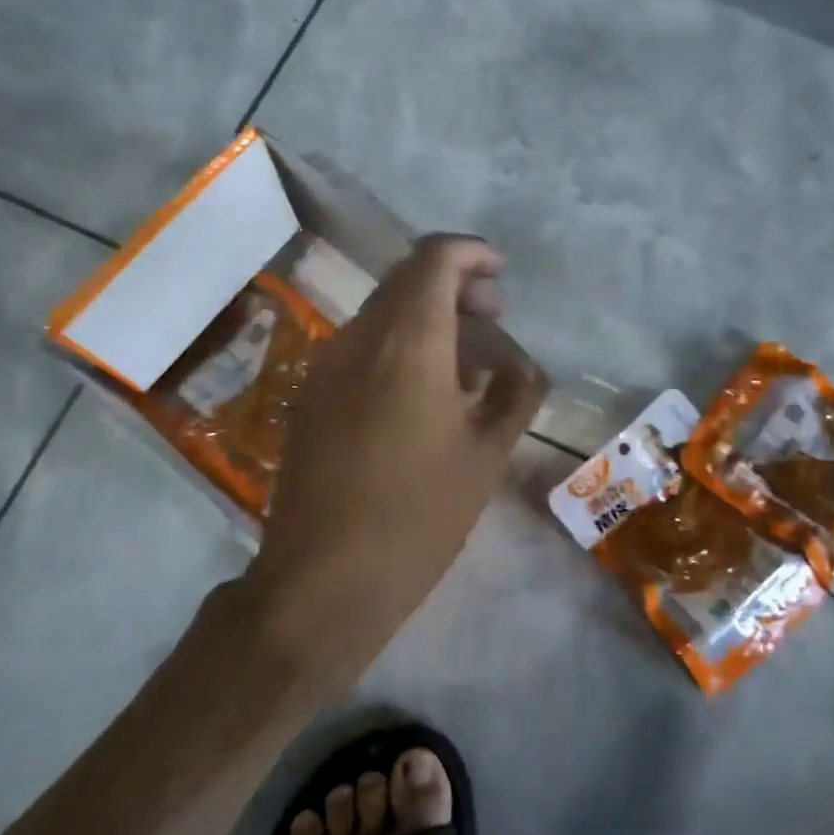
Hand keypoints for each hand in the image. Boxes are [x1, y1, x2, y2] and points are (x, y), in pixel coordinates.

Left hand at [250, 236, 546, 671]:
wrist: (322, 581)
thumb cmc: (418, 517)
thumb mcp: (485, 457)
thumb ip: (514, 397)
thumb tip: (523, 369)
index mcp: (408, 342)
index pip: (435, 257)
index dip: (472, 253)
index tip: (501, 275)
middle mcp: (358, 339)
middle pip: (406, 280)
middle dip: (455, 286)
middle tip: (494, 320)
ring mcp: (325, 367)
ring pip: (383, 314)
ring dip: (427, 319)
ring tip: (467, 365)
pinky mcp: (309, 397)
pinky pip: (361, 348)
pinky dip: (399, 347)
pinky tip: (423, 395)